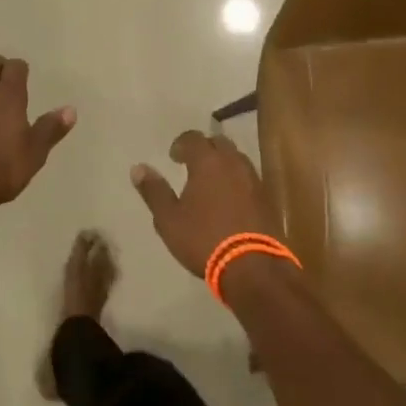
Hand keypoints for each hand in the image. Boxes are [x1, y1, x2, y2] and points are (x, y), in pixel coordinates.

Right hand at [130, 131, 278, 278]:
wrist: (254, 267)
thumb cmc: (204, 239)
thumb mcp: (169, 219)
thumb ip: (154, 191)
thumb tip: (138, 168)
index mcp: (207, 161)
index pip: (193, 138)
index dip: (181, 144)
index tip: (173, 157)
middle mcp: (233, 162)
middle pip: (218, 143)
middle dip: (204, 149)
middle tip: (192, 165)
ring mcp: (254, 179)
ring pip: (236, 159)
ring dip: (222, 163)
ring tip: (210, 181)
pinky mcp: (267, 198)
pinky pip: (248, 178)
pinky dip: (236, 180)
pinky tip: (230, 198)